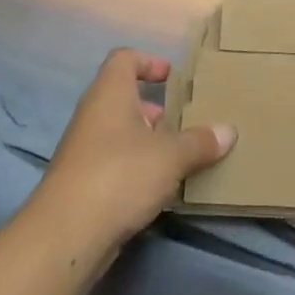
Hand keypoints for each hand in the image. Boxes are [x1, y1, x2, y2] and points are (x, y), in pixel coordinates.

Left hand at [35, 48, 234, 251]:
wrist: (66, 235)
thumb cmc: (120, 175)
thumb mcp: (171, 156)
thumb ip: (200, 142)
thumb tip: (228, 131)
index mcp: (110, 94)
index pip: (124, 59)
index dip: (149, 61)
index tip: (173, 78)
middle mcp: (93, 115)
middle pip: (124, 98)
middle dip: (156, 108)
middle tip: (186, 122)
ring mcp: (84, 150)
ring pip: (121, 133)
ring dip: (149, 141)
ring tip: (180, 156)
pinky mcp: (83, 182)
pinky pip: (115, 162)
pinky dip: (138, 167)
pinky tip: (161, 187)